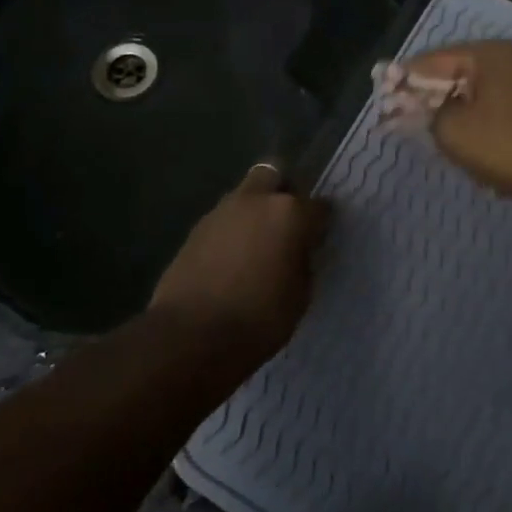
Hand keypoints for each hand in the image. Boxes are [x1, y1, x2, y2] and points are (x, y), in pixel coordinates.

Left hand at [148, 165, 330, 365]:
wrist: (190, 335)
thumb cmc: (258, 319)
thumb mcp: (299, 296)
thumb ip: (303, 263)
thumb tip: (298, 251)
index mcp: (290, 213)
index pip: (319, 206)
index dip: (322, 222)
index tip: (320, 238)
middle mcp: (256, 201)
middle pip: (275, 177)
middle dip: (283, 193)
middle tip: (286, 225)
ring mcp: (222, 211)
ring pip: (246, 196)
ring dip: (254, 212)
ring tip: (256, 246)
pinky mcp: (195, 229)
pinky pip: (224, 220)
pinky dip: (231, 232)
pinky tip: (231, 260)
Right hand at [402, 41, 511, 200]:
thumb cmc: (509, 145)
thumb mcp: (455, 131)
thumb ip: (427, 113)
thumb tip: (417, 106)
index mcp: (488, 54)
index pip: (432, 60)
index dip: (403, 78)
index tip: (382, 94)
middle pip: (457, 71)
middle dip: (430, 93)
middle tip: (404, 114)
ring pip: (480, 89)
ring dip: (455, 106)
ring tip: (433, 128)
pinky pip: (501, 103)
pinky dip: (481, 115)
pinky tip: (471, 136)